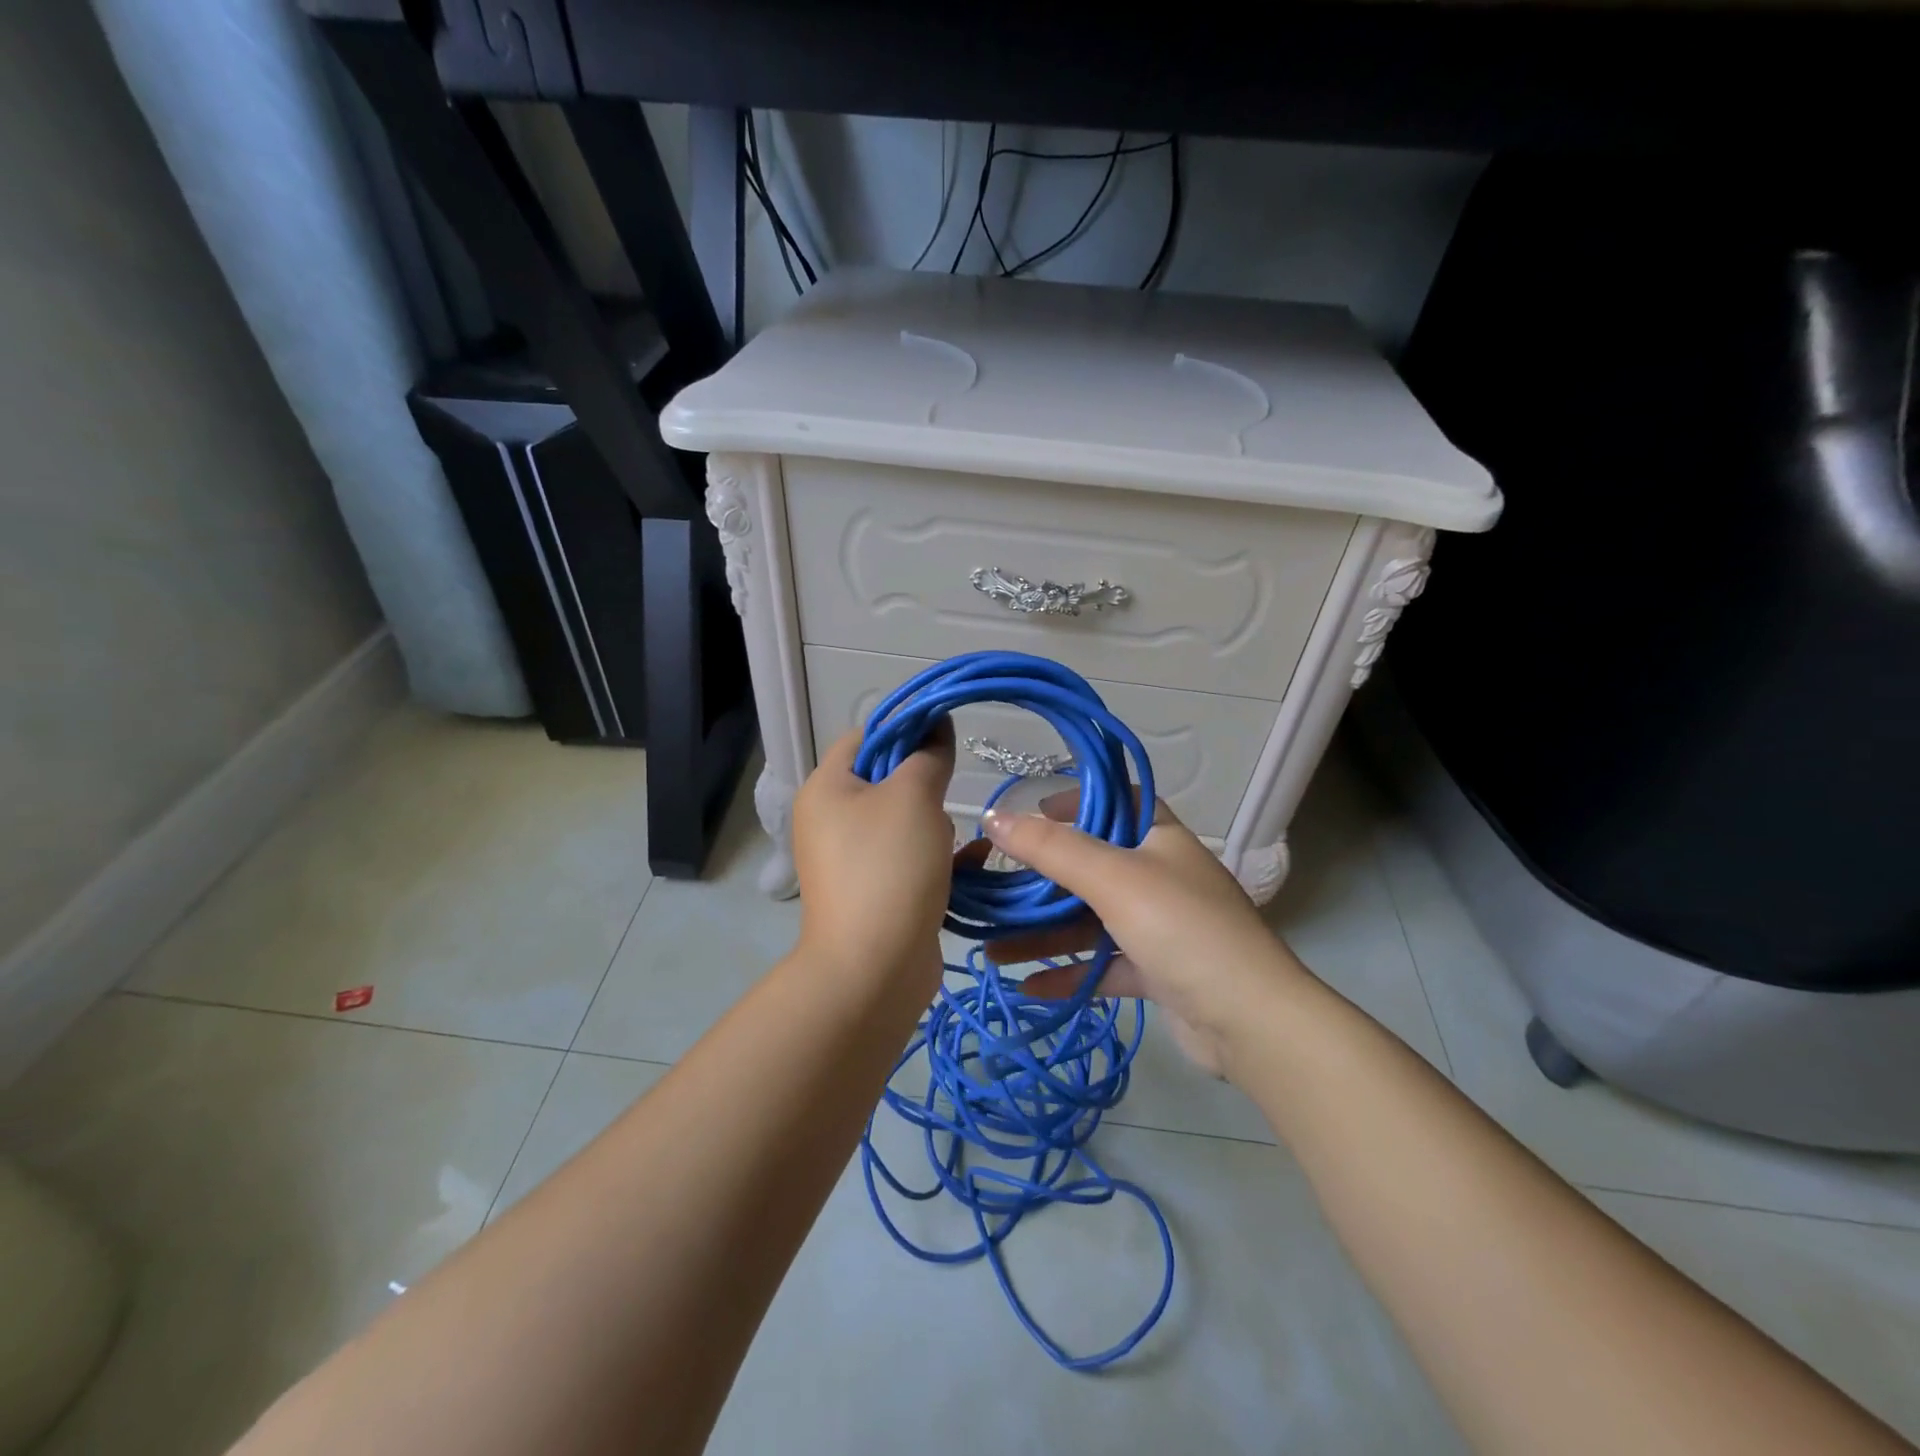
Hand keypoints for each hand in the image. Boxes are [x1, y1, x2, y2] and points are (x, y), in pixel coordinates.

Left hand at [791, 725, 955, 988]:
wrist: (874, 968)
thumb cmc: (889, 867)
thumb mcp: (913, 796)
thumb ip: (928, 755)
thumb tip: (937, 725)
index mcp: (826, 788)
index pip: (864, 736)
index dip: (905, 728)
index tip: (946, 735)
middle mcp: (829, 820)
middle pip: (884, 779)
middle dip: (923, 782)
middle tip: (949, 793)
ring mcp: (850, 860)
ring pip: (902, 821)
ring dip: (935, 823)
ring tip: (953, 837)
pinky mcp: (874, 892)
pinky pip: (909, 858)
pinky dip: (938, 856)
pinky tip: (972, 860)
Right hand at [978, 793, 1305, 1076]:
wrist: (1251, 1022)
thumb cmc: (1182, 928)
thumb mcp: (1114, 878)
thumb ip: (1052, 848)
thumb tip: (994, 816)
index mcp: (1161, 839)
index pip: (1118, 803)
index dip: (1078, 802)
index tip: (1035, 814)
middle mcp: (1161, 877)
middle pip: (1093, 867)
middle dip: (1042, 881)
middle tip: (996, 889)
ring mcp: (1160, 927)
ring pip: (1092, 922)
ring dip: (1045, 934)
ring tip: (992, 950)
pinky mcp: (1158, 972)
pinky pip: (1103, 965)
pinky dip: (1069, 973)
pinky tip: (1028, 987)